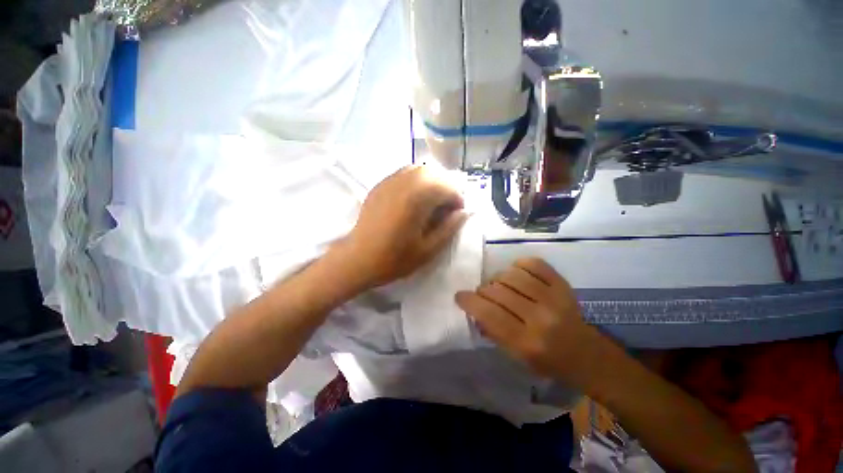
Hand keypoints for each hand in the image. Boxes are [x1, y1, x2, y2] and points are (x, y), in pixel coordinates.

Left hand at [344, 166, 466, 287]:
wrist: (358, 259)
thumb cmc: (394, 258)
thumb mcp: (428, 249)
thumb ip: (449, 228)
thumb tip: (465, 212)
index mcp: (418, 198)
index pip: (448, 187)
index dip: (457, 201)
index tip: (456, 216)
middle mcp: (404, 182)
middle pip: (435, 173)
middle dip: (446, 188)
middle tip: (445, 209)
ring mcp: (390, 181)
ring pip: (419, 169)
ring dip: (431, 182)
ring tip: (431, 202)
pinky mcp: (380, 185)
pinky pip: (404, 174)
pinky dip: (416, 181)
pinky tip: (413, 199)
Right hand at [455, 257, 601, 381]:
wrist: (585, 354)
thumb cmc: (546, 361)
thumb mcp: (515, 356)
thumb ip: (492, 330)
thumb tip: (474, 308)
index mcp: (527, 343)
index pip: (489, 314)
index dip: (469, 301)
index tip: (460, 296)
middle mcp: (541, 319)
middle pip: (498, 291)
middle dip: (483, 291)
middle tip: (482, 295)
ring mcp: (554, 298)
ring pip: (512, 275)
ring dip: (498, 278)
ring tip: (499, 285)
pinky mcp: (563, 285)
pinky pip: (533, 264)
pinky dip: (519, 265)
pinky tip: (516, 273)